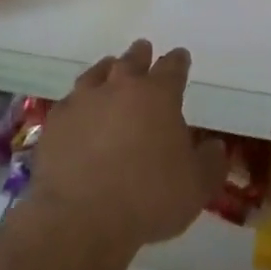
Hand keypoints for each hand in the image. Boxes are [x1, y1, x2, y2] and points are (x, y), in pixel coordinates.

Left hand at [27, 40, 226, 255]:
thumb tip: (215, 146)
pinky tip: (79, 111)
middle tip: (143, 50)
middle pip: (131, 61)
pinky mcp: (55, 122)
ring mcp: (83, 102)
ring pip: (96, 74)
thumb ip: (210, 162)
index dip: (178, 61)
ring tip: (108, 69)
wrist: (81, 219)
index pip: (172, 67)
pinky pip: (70, 102)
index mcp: (158, 96)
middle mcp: (120, 88)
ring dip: (106, 70)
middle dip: (140, 55)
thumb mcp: (197, 187)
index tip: (180, 57)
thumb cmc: (149, 199)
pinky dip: (78, 102)